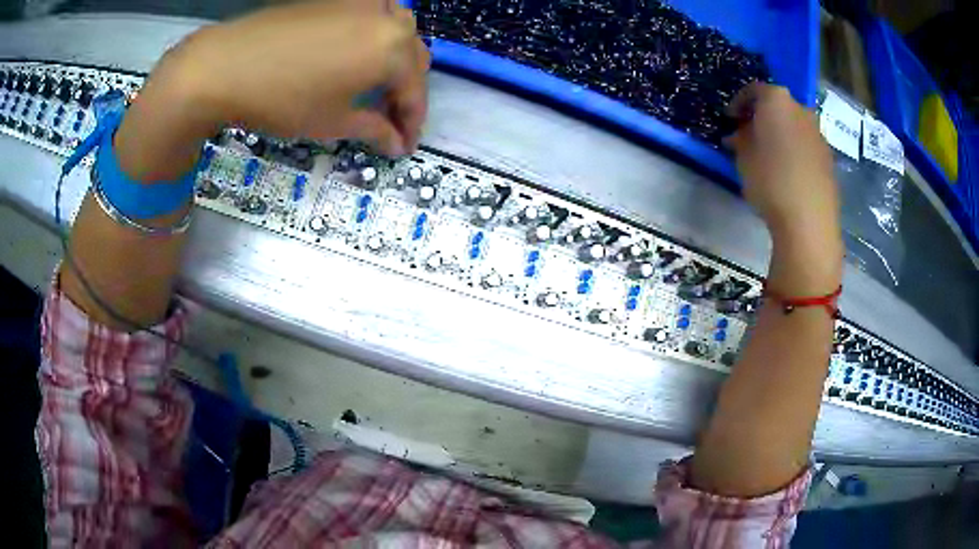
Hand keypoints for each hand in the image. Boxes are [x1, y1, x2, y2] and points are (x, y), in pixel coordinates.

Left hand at [182, 0, 428, 153]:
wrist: (226, 63)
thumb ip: (373, 129)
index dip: (412, 123)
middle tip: (388, 119)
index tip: (404, 146)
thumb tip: (397, 143)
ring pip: (396, 32)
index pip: (415, 91)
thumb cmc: (282, 98)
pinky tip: (356, 53)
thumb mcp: (331, 121)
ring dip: (394, 60)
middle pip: (412, 57)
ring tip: (375, 85)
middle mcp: (388, 17)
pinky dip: (374, 37)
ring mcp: (363, 1)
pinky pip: (372, 16)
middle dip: (405, 90)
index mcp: (393, 49)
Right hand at [725, 83, 838, 241]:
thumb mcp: (743, 157)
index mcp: (776, 100)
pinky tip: (788, 170)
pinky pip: (806, 145)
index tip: (730, 118)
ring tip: (769, 155)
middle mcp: (800, 109)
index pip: (753, 90)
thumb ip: (740, 139)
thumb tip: (740, 134)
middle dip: (762, 117)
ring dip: (780, 133)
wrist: (809, 219)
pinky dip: (795, 150)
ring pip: (794, 125)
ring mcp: (818, 133)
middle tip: (749, 135)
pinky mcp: (828, 157)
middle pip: (777, 106)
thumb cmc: (770, 179)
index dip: (739, 103)